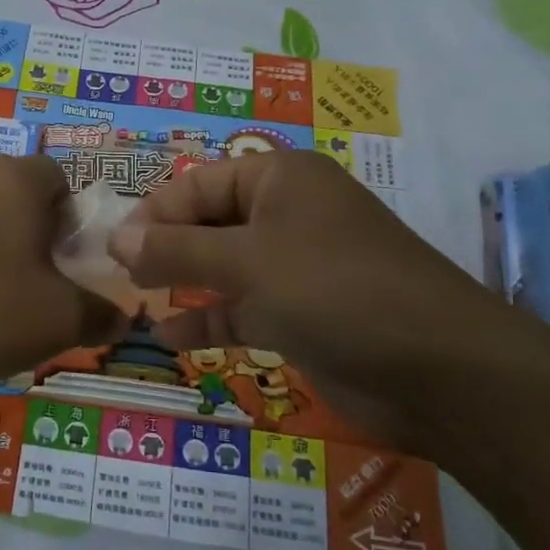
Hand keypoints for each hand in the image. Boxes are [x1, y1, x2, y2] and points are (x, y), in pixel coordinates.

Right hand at [109, 150, 549, 451]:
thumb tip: (117, 238)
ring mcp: (297, 266)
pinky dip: (209, 320)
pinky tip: (171, 338)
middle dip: (165, 249)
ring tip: (137, 304)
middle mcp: (287, 214)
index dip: (154, 212)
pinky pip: (243, 308)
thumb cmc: (334, 290)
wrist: (438, 370)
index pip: (199, 183)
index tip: (112, 248)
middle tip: (119, 278)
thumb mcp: (247, 262)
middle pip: (210, 222)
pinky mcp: (303, 314)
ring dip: (183, 284)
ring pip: (224, 267)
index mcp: (280, 179)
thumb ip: (177, 249)